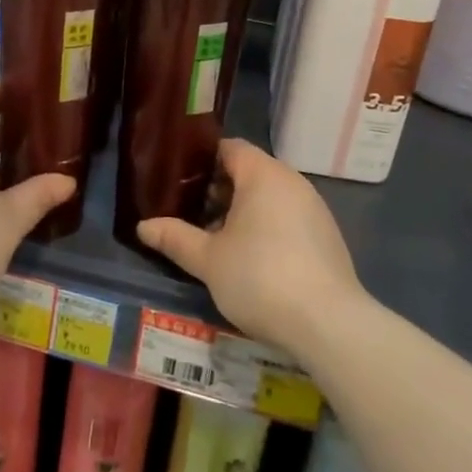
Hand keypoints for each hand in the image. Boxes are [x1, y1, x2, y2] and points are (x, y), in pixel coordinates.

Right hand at [137, 139, 363, 356]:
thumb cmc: (260, 278)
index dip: (203, 161)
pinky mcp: (328, 235)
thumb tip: (143, 226)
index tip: (180, 182)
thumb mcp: (208, 260)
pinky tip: (254, 260)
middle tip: (192, 214)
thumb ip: (175, 237)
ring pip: (270, 196)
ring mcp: (315, 208)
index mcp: (263, 174)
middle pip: (250, 171)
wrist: (328, 324)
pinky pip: (289, 217)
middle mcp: (292, 181)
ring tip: (218, 240)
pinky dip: (268, 227)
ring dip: (244, 211)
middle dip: (220, 190)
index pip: (230, 148)